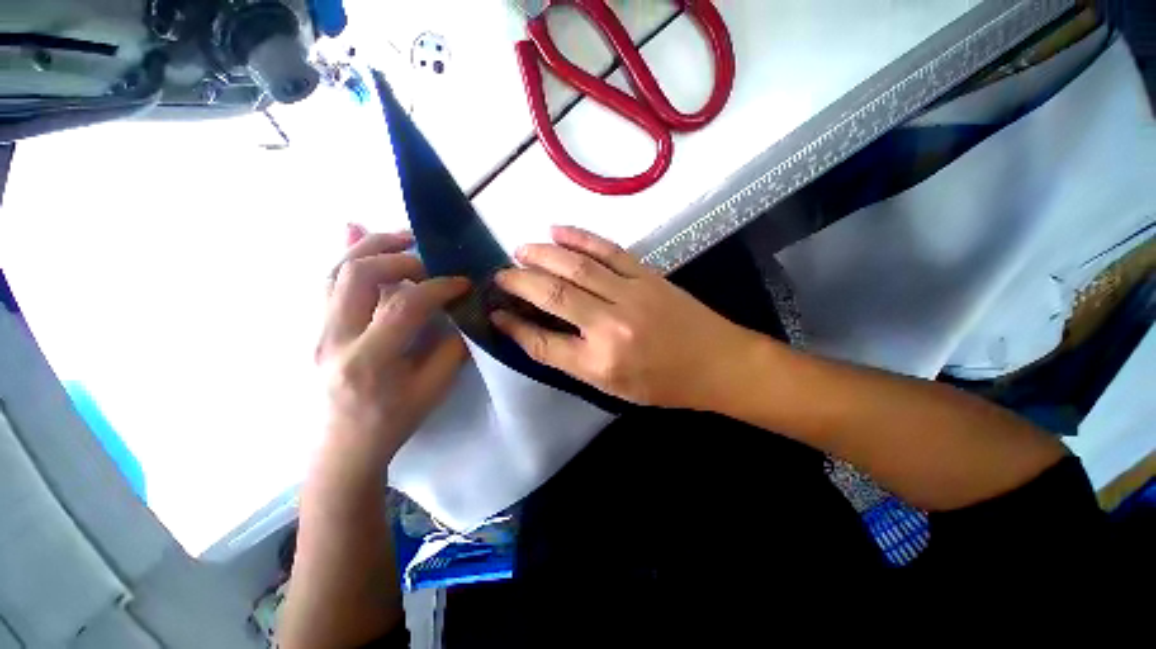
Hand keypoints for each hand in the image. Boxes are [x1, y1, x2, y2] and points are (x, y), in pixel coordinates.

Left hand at [316, 230, 470, 470]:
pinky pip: (327, 282)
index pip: (405, 306)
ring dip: (370, 247)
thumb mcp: (433, 390)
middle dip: (400, 257)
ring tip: (402, 239)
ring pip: (335, 271)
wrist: (344, 446)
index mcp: (369, 360)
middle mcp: (335, 338)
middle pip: (358, 275)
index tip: (462, 283)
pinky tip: (358, 236)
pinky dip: (346, 256)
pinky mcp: (317, 328)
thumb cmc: (393, 422)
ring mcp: (319, 331)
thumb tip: (460, 315)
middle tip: (429, 256)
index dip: (438, 288)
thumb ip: (451, 349)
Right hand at [491, 226, 760, 409]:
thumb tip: (536, 334)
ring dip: (543, 255)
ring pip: (576, 267)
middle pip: (553, 296)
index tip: (495, 313)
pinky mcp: (647, 275)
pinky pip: (607, 250)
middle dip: (520, 282)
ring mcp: (630, 294)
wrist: (718, 363)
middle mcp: (610, 326)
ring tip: (520, 250)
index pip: (543, 342)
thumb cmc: (664, 383)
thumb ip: (573, 360)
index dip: (514, 326)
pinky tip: (558, 230)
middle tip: (500, 274)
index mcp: (601, 363)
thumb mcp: (613, 387)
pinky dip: (580, 237)